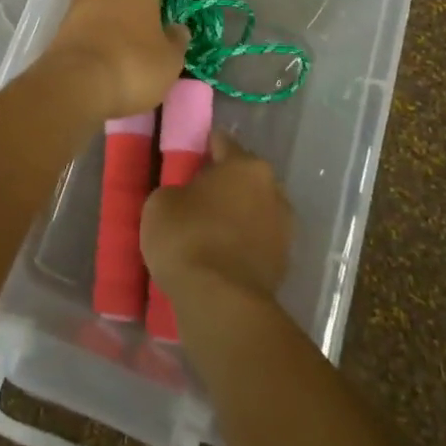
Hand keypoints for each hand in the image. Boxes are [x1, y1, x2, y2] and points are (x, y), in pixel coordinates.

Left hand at [40, 0, 188, 120]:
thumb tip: (176, 28)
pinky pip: (87, 23)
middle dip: (138, 4)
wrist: (74, 84)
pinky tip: (103, 53)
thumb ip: (177, 40)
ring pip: (105, 4)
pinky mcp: (61, 24)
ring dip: (114, 18)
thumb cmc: (133, 67)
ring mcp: (80, 2)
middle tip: (149, 28)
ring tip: (124, 43)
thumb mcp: (170, 61)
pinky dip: (96, 33)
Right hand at [141, 130, 292, 302]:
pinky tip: (219, 257)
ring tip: (207, 232)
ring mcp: (284, 230)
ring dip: (236, 217)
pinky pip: (256, 244)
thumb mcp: (161, 202)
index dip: (202, 147)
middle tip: (195, 196)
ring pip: (254, 211)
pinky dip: (241, 246)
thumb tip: (188, 199)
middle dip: (224, 184)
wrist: (221, 303)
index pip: (222, 143)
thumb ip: (178, 190)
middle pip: (244, 178)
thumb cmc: (188, 237)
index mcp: (246, 166)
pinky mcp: (284, 265)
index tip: (186, 159)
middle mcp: (273, 190)